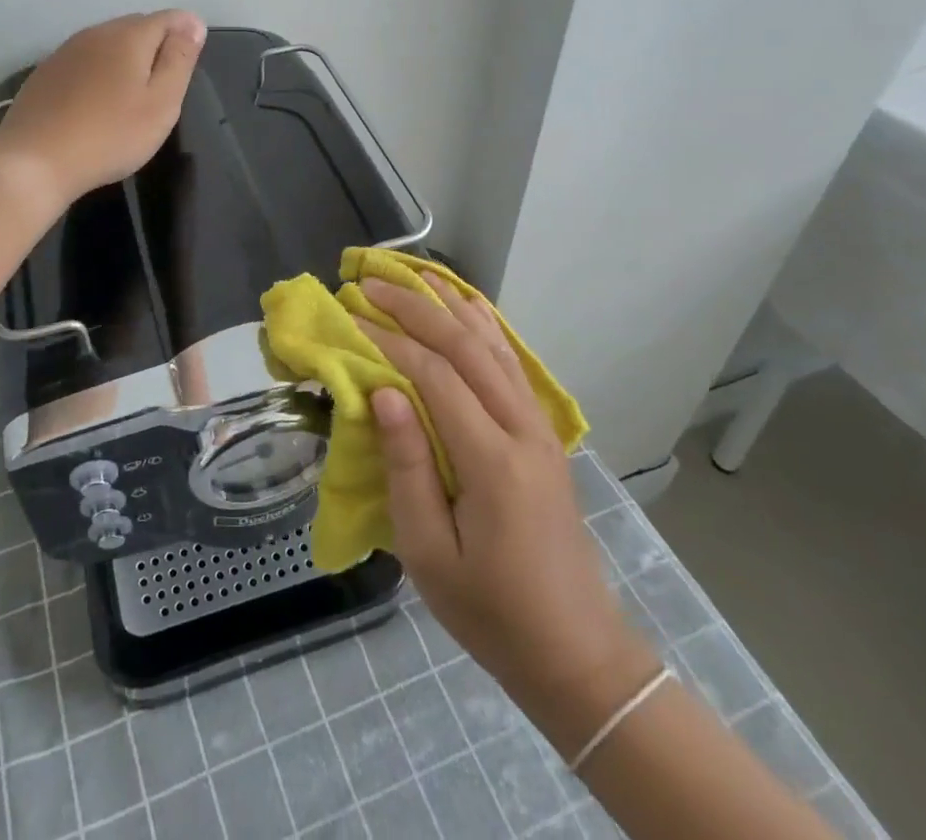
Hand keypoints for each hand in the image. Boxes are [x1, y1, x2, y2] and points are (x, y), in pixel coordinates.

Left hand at [0, 11, 205, 205]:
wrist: (35, 162)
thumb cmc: (110, 135)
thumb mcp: (161, 103)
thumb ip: (179, 60)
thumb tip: (193, 23)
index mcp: (129, 36)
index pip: (169, 18)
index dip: (186, 35)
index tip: (188, 66)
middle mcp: (96, 32)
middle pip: (137, 27)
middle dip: (156, 47)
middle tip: (164, 88)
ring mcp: (66, 51)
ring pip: (108, 43)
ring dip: (126, 60)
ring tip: (132, 97)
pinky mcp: (46, 72)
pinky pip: (85, 61)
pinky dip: (99, 73)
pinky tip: (97, 104)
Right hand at [360, 276, 655, 731]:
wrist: (575, 651)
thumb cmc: (490, 611)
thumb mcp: (430, 553)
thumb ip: (406, 467)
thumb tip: (384, 392)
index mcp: (492, 461)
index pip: (436, 377)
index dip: (391, 342)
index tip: (350, 318)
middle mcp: (521, 429)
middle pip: (466, 347)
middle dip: (416, 308)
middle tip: (371, 283)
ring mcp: (539, 428)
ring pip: (493, 346)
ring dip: (450, 305)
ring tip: (414, 274)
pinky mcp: (544, 434)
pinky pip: (511, 363)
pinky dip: (486, 326)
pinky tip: (468, 306)